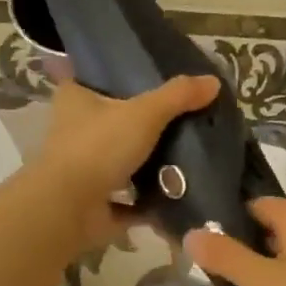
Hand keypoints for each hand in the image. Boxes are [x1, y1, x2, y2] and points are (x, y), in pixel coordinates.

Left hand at [37, 70, 220, 250]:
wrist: (71, 208)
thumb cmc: (99, 147)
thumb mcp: (145, 113)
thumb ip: (178, 96)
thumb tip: (214, 81)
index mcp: (75, 100)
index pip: (91, 79)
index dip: (116, 77)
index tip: (146, 78)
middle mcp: (72, 132)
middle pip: (110, 122)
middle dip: (138, 124)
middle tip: (178, 119)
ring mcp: (81, 170)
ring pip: (118, 162)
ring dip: (144, 164)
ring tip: (185, 156)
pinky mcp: (93, 203)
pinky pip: (127, 201)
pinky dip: (148, 202)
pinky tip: (178, 197)